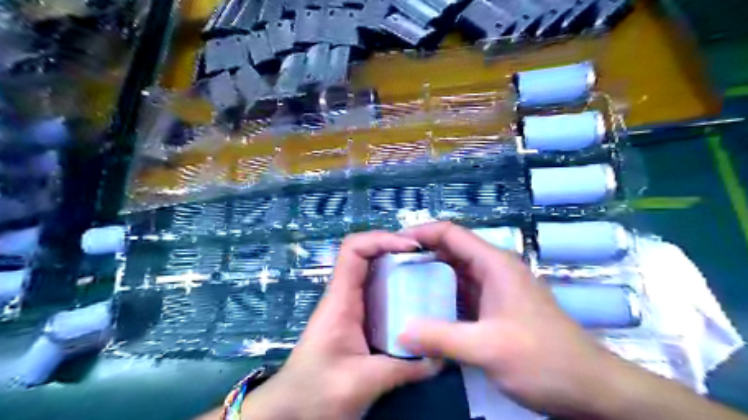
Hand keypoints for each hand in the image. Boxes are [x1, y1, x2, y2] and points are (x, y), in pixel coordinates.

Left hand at [243, 232, 439, 419]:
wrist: (291, 411)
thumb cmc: (316, 392)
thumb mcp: (363, 382)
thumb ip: (404, 368)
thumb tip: (440, 357)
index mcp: (340, 300)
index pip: (354, 249)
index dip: (381, 239)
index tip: (412, 247)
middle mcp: (344, 296)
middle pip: (367, 255)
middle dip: (396, 249)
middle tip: (428, 258)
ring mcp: (349, 307)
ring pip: (373, 273)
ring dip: (398, 268)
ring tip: (428, 274)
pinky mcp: (356, 321)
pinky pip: (378, 293)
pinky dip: (397, 289)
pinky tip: (416, 303)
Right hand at [397, 222, 625, 417]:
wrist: (590, 389)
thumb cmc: (544, 360)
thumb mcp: (488, 348)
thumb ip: (442, 338)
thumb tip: (400, 333)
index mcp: (494, 264)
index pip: (450, 233)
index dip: (421, 232)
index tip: (393, 244)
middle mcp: (493, 269)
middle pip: (450, 250)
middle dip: (420, 254)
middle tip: (388, 267)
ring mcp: (495, 289)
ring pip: (454, 272)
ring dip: (428, 275)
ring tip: (398, 285)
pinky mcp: (494, 308)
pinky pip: (461, 293)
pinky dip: (440, 295)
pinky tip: (423, 308)